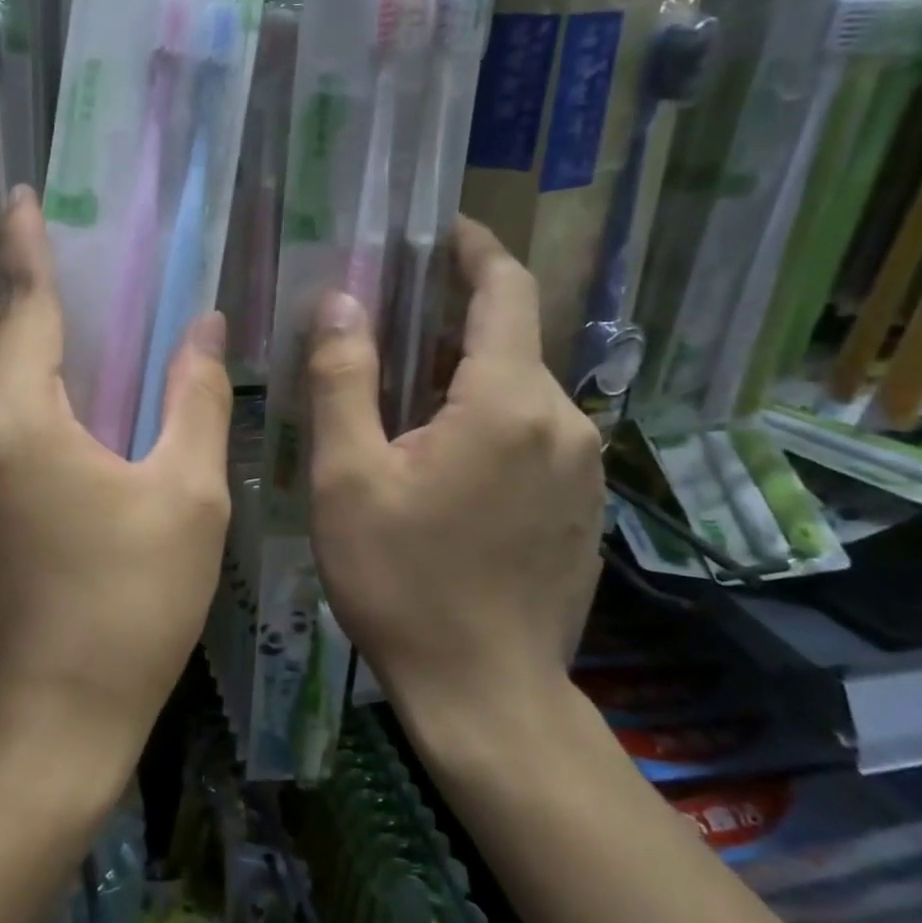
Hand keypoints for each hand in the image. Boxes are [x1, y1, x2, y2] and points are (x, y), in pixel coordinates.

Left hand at [0, 190, 233, 779]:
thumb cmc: (131, 609)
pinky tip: (36, 439)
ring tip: (63, 382)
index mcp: (13, 419)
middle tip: (81, 323)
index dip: (25, 245)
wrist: (47, 724)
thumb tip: (204, 327)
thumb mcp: (187, 498)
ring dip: (0, 356)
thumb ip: (193, 397)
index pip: (20, 304)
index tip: (21, 200)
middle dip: (19, 309)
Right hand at [306, 218, 603, 737]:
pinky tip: (442, 459)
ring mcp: (582, 467)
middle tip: (386, 325)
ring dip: (465, 376)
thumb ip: (343, 378)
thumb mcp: (349, 476)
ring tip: (402, 397)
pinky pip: (534, 434)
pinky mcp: (581, 505)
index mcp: (507, 402)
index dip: (474, 248)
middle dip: (451, 320)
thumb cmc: (402, 581)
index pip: (505, 289)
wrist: (486, 694)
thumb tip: (340, 300)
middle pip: (510, 340)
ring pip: (520, 391)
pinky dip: (489, 419)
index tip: (440, 229)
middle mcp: (563, 421)